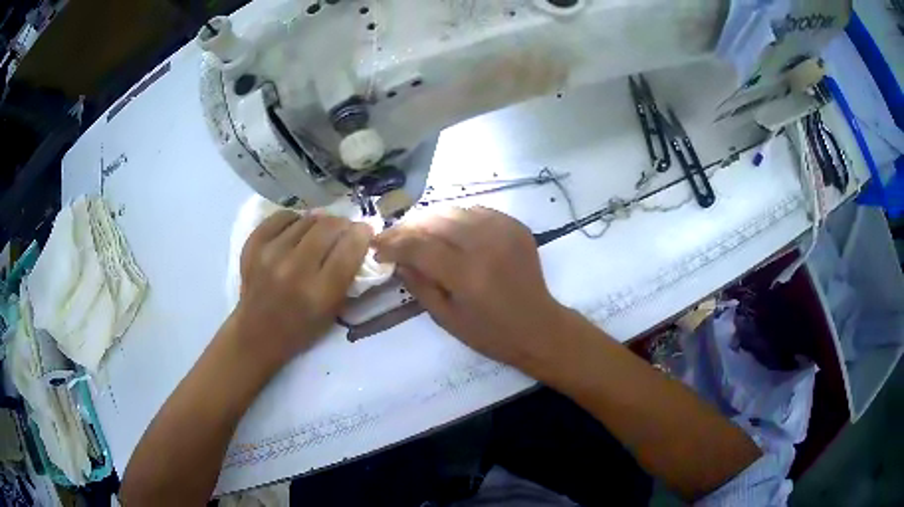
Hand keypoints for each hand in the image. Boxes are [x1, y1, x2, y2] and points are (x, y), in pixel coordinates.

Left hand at [233, 212, 371, 368]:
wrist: (256, 333)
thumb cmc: (301, 328)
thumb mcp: (333, 311)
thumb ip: (347, 275)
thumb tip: (357, 236)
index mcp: (319, 293)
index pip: (350, 248)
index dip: (362, 234)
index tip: (365, 231)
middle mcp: (294, 270)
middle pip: (329, 226)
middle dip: (343, 224)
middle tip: (343, 230)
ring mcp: (270, 254)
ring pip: (307, 219)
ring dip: (319, 223)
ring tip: (318, 233)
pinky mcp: (253, 245)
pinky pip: (282, 217)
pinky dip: (294, 220)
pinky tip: (296, 230)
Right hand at [374, 206, 570, 373]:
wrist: (539, 327)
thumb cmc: (491, 333)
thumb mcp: (446, 318)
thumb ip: (418, 285)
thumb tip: (397, 259)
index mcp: (468, 274)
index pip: (419, 245)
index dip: (392, 243)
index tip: (376, 247)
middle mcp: (486, 244)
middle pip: (435, 220)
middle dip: (407, 226)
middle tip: (392, 237)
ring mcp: (504, 230)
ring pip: (454, 210)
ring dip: (429, 219)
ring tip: (415, 231)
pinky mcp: (515, 225)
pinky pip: (476, 211)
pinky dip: (456, 217)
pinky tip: (447, 230)